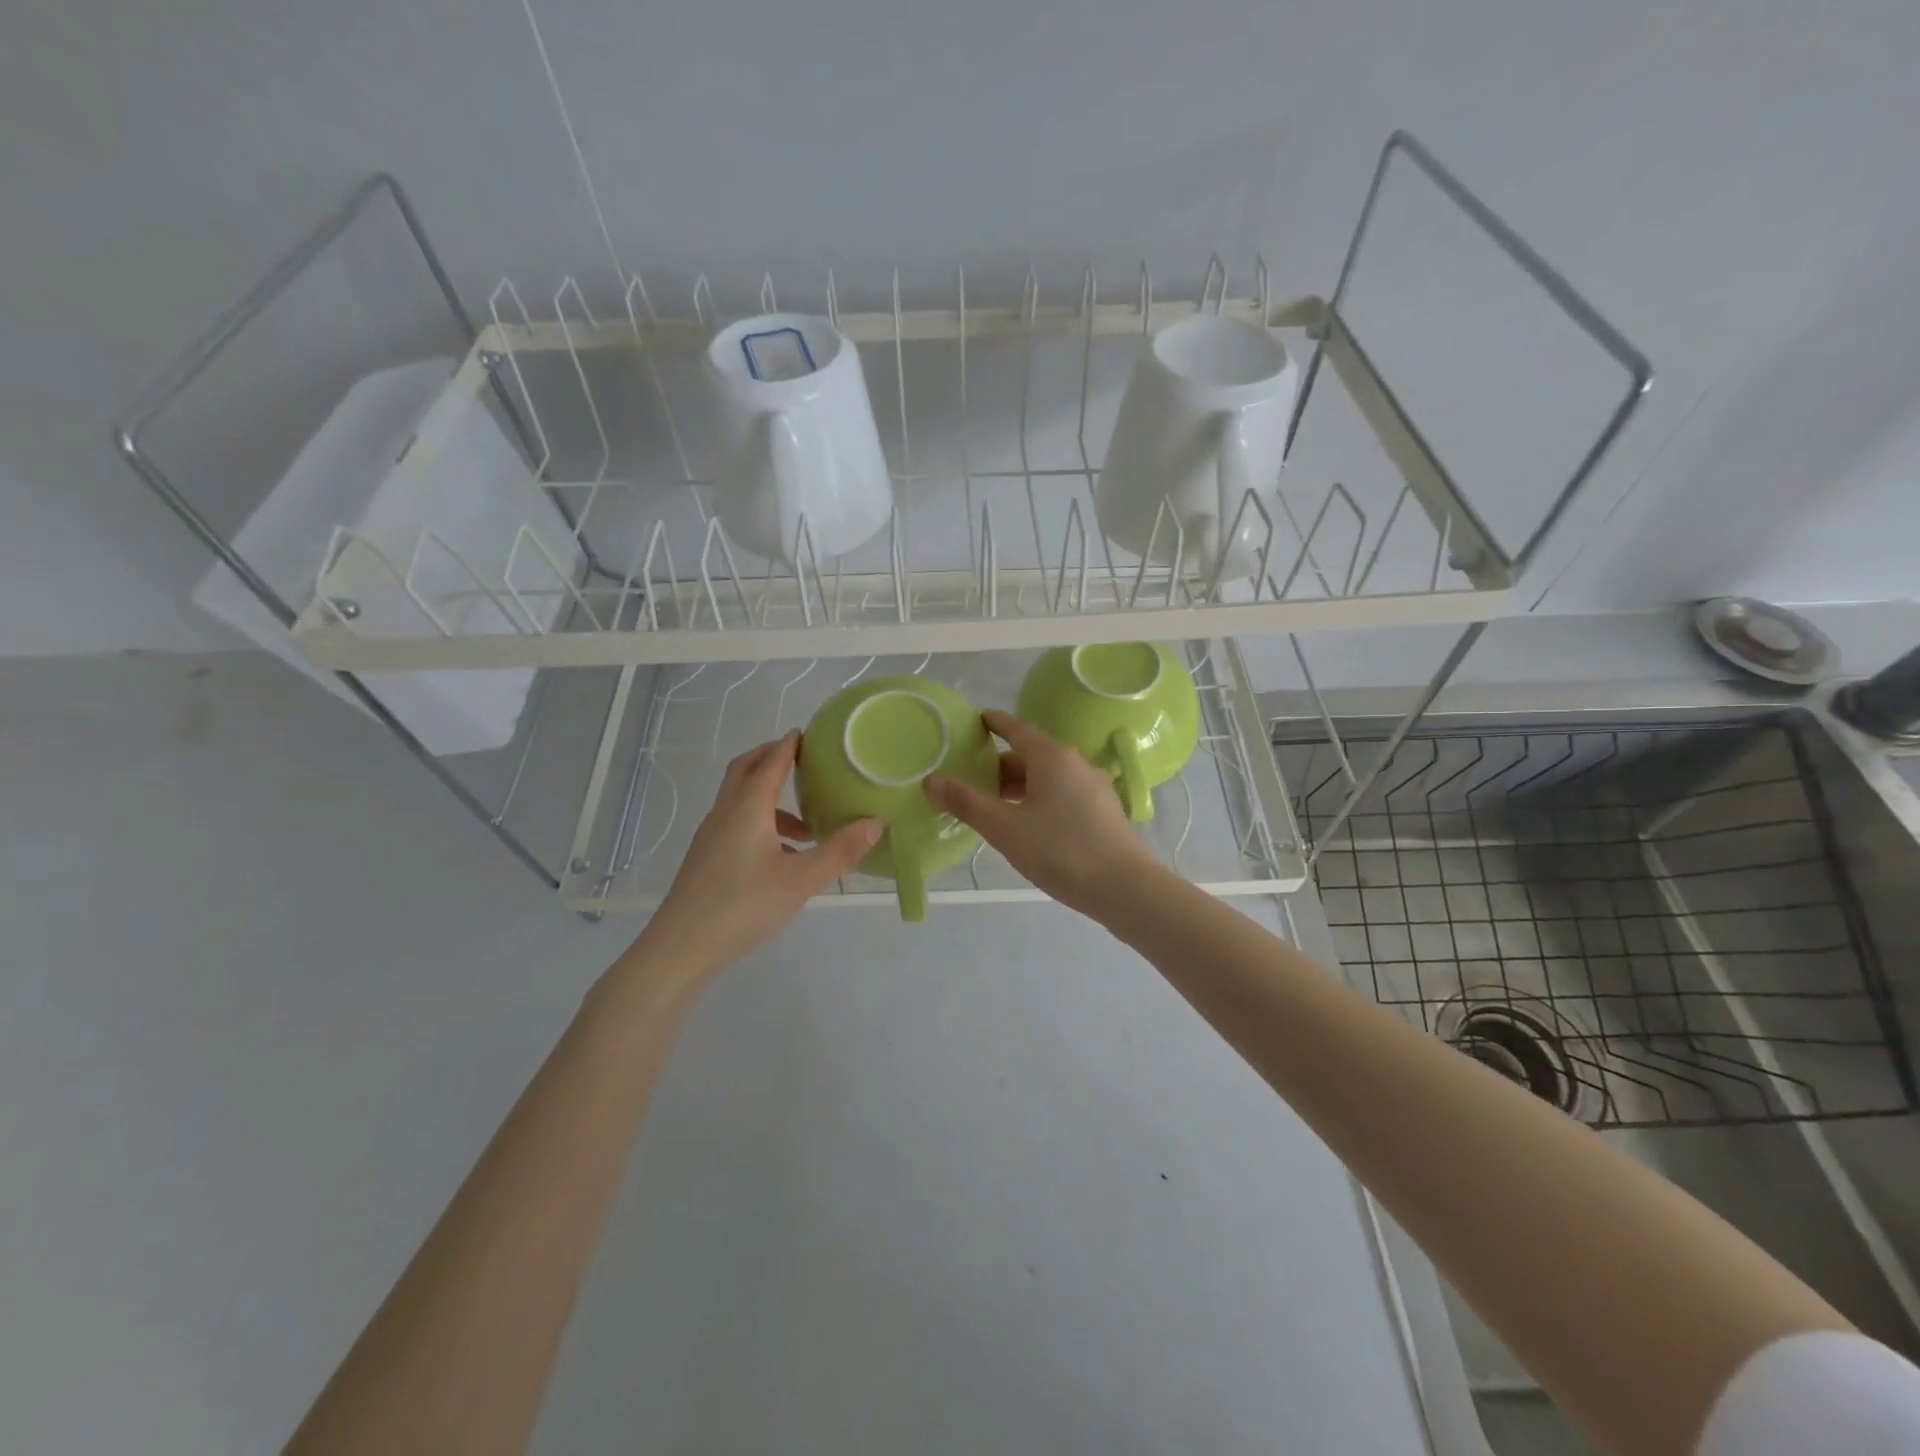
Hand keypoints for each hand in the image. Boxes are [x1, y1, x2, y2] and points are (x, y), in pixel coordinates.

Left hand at [624, 732, 879, 989]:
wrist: (681, 948)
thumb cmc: (743, 906)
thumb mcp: (801, 880)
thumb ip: (839, 851)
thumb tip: (875, 823)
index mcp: (747, 808)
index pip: (770, 763)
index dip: (788, 746)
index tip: (806, 733)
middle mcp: (726, 813)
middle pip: (745, 770)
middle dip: (771, 758)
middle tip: (801, 759)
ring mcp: (712, 836)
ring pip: (740, 800)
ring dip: (770, 798)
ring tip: (807, 824)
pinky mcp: (707, 858)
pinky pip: (737, 823)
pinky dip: (762, 823)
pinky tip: (784, 856)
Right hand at [925, 710, 1158, 918]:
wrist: (1124, 888)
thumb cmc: (1060, 850)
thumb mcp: (1005, 828)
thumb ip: (967, 803)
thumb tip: (932, 781)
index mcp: (1052, 757)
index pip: (1017, 729)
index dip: (994, 723)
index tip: (976, 721)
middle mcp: (1075, 763)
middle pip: (1032, 754)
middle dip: (1001, 764)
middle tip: (972, 778)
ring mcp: (1094, 787)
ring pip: (1048, 776)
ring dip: (1020, 785)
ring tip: (994, 805)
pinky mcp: (1103, 811)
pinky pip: (1063, 793)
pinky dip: (1039, 799)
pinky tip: (1028, 824)